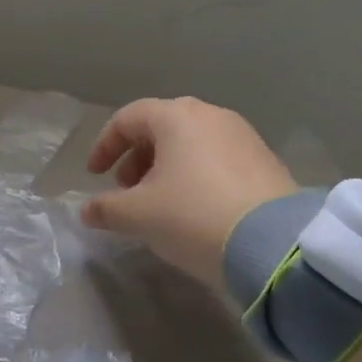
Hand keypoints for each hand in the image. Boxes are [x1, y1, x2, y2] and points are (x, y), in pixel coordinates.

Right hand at [81, 98, 296, 289]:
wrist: (274, 245)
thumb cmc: (194, 216)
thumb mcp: (139, 216)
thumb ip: (106, 209)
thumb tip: (87, 211)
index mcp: (176, 117)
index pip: (128, 118)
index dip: (104, 145)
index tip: (95, 176)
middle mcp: (210, 115)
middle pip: (161, 127)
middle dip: (136, 157)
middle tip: (126, 190)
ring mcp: (242, 136)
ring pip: (191, 143)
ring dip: (165, 167)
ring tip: (158, 203)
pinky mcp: (265, 161)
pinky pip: (217, 158)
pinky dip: (195, 175)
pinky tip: (194, 209)